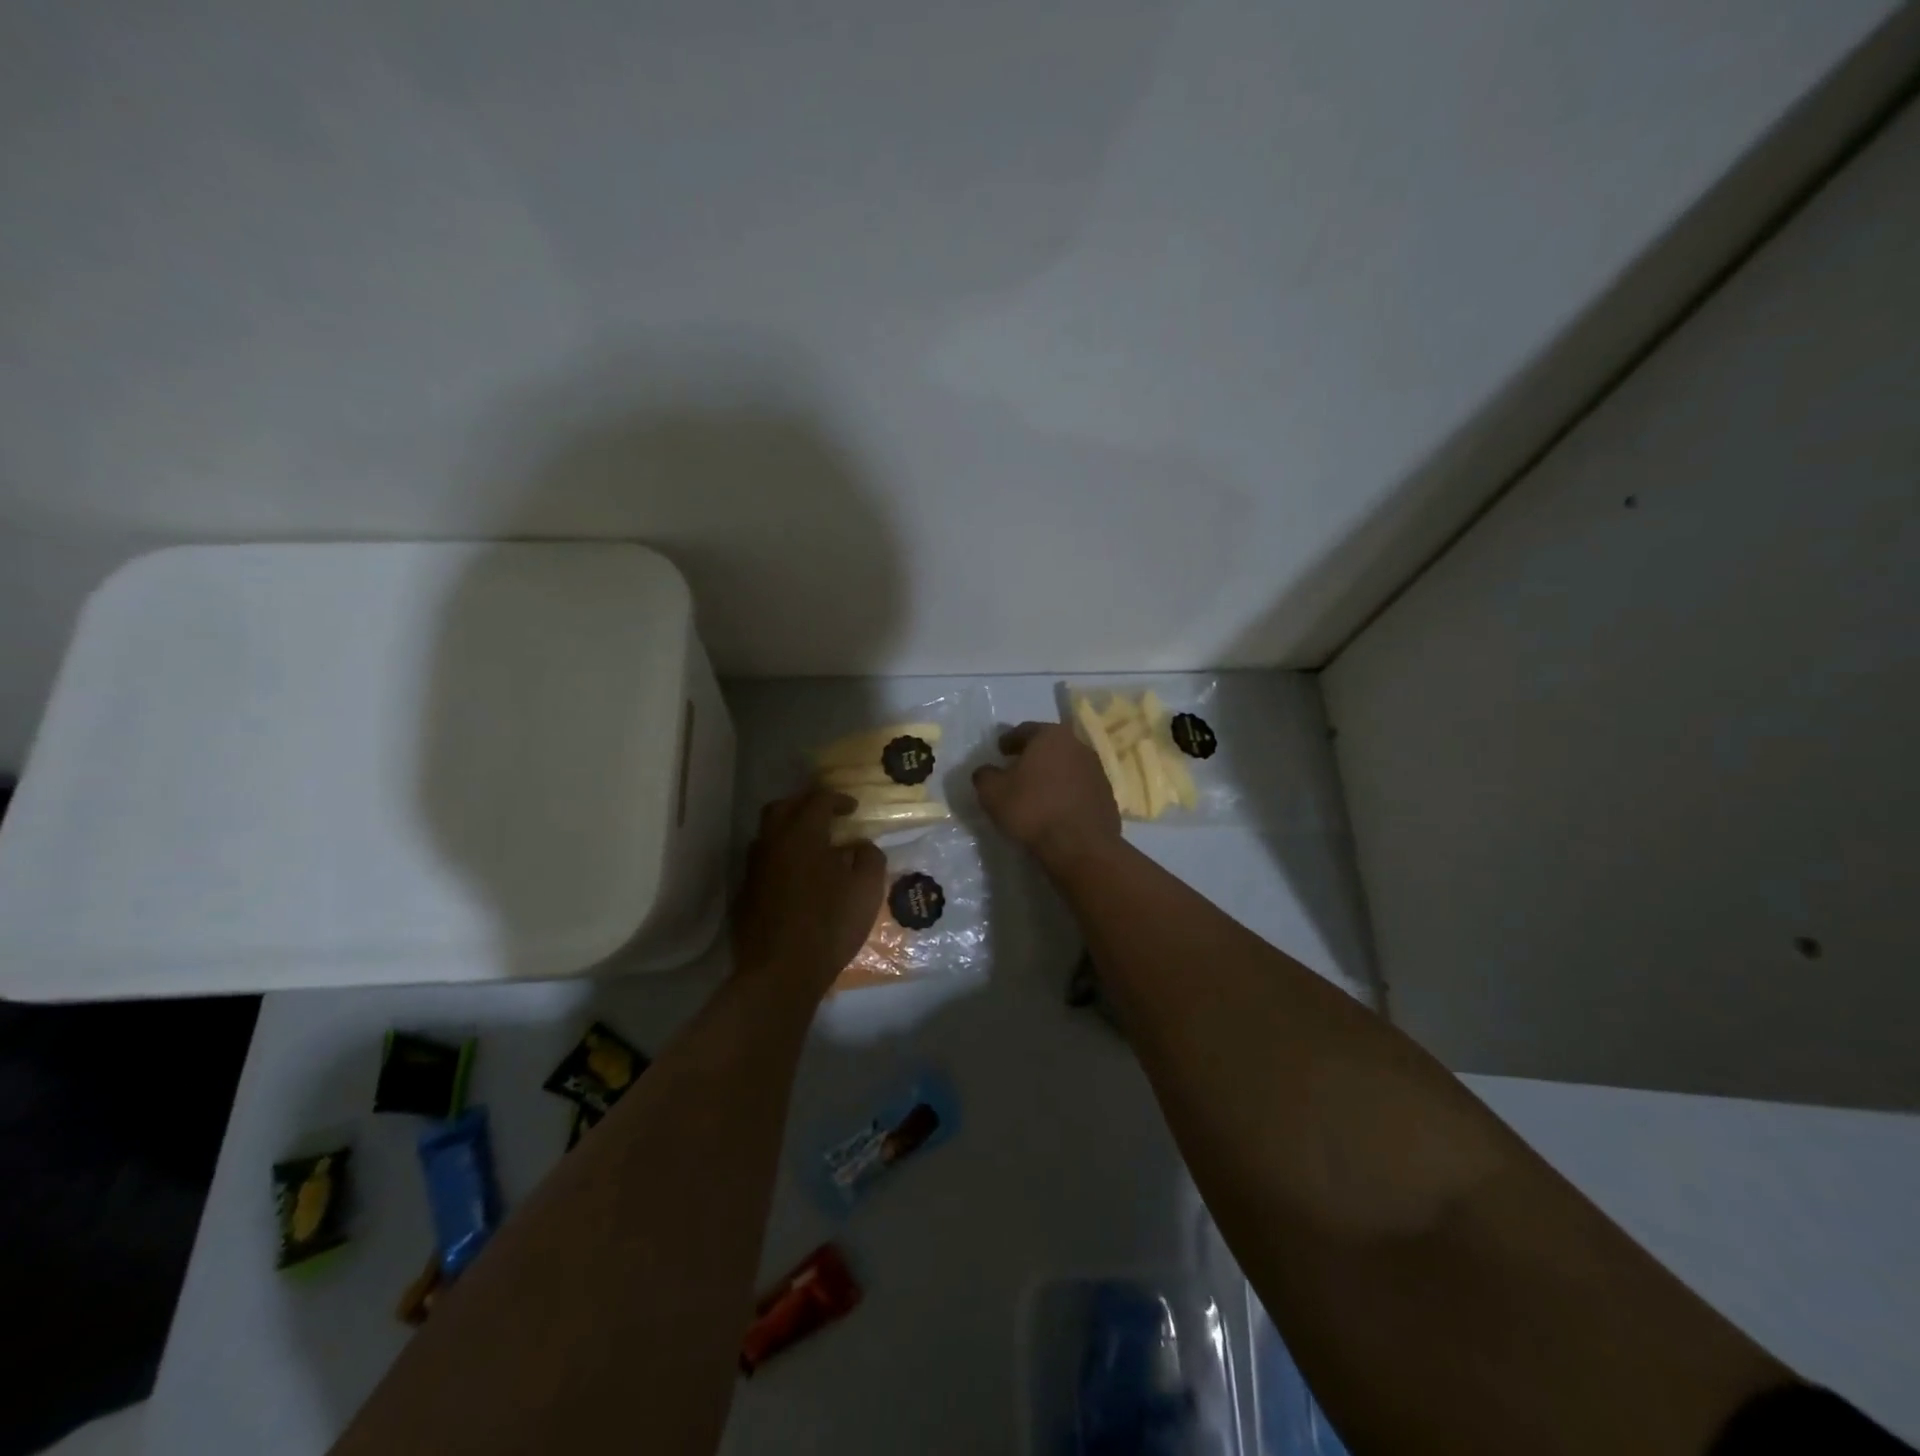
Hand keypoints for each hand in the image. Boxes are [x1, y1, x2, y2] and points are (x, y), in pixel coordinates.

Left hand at [734, 791, 885, 997]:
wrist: (780, 973)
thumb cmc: (830, 926)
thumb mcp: (867, 890)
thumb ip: (869, 858)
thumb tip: (862, 845)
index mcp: (802, 835)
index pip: (817, 800)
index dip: (838, 799)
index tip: (853, 809)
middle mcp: (772, 844)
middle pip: (782, 808)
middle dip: (805, 804)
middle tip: (826, 815)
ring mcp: (753, 869)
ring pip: (767, 834)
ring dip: (789, 830)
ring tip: (812, 846)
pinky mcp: (745, 894)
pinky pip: (763, 862)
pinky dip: (780, 858)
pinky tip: (797, 877)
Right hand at [972, 723, 1122, 869]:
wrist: (1080, 845)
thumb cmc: (1032, 809)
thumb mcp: (992, 793)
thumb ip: (985, 776)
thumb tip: (986, 772)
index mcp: (1050, 736)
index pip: (1025, 731)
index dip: (1009, 741)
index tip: (1000, 751)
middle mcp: (1078, 745)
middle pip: (1049, 746)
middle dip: (1033, 755)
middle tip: (1017, 768)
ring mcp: (1096, 770)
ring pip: (1067, 765)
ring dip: (1052, 774)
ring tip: (1037, 790)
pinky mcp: (1107, 794)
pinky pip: (1079, 787)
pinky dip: (1066, 791)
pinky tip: (1056, 807)